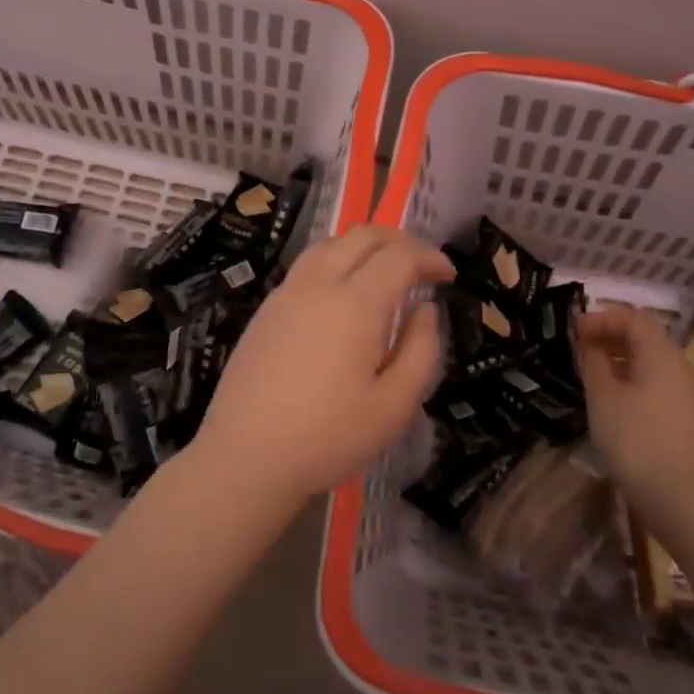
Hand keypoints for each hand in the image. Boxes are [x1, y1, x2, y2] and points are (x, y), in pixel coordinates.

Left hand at [191, 226, 453, 507]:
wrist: (246, 457)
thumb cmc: (328, 437)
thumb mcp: (395, 406)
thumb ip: (420, 350)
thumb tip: (424, 310)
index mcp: (355, 304)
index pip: (399, 257)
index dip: (429, 258)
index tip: (448, 275)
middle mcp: (318, 285)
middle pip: (361, 237)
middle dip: (399, 240)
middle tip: (422, 264)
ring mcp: (285, 294)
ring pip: (329, 245)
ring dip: (363, 246)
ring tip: (384, 269)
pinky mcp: (265, 311)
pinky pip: (306, 266)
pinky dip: (335, 261)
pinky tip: (342, 292)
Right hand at [577, 306, 693, 514]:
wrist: (686, 500)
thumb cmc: (638, 440)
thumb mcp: (603, 398)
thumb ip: (593, 363)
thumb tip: (589, 343)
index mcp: (662, 355)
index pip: (633, 317)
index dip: (601, 317)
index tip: (572, 330)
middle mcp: (682, 367)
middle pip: (645, 338)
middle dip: (609, 337)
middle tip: (577, 350)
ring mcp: (690, 395)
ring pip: (652, 364)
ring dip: (620, 361)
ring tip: (590, 375)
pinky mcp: (689, 420)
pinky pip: (657, 386)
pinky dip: (632, 382)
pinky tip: (612, 403)